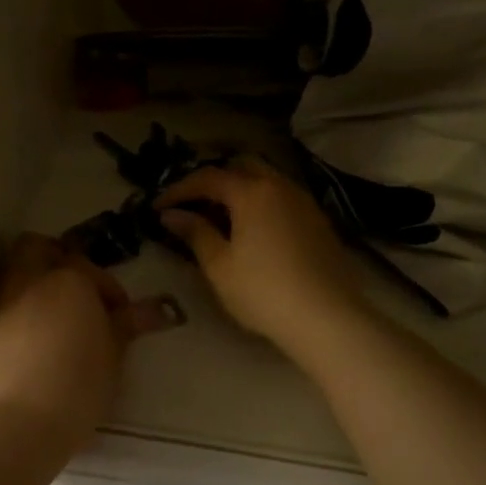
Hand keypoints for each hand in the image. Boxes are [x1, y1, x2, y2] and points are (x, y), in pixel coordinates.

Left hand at [0, 234, 181, 451]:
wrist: (15, 424)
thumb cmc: (76, 386)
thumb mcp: (113, 356)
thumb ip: (128, 325)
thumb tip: (158, 309)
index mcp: (68, 279)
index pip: (92, 270)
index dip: (110, 292)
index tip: (120, 317)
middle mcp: (29, 280)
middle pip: (38, 248)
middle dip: (58, 262)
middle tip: (80, 295)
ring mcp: (0, 302)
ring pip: (17, 273)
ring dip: (37, 286)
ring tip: (60, 322)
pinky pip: (4, 303)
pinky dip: (21, 311)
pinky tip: (36, 342)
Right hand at [156, 159, 366, 356]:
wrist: (327, 317)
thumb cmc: (263, 291)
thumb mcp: (219, 266)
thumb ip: (195, 233)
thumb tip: (172, 215)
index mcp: (252, 192)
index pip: (208, 177)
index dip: (179, 189)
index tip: (158, 207)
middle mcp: (280, 186)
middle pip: (241, 167)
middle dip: (213, 180)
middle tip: (192, 204)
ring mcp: (304, 202)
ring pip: (266, 180)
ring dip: (239, 190)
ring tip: (220, 218)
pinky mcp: (319, 221)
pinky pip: (282, 198)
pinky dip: (260, 203)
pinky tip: (252, 231)